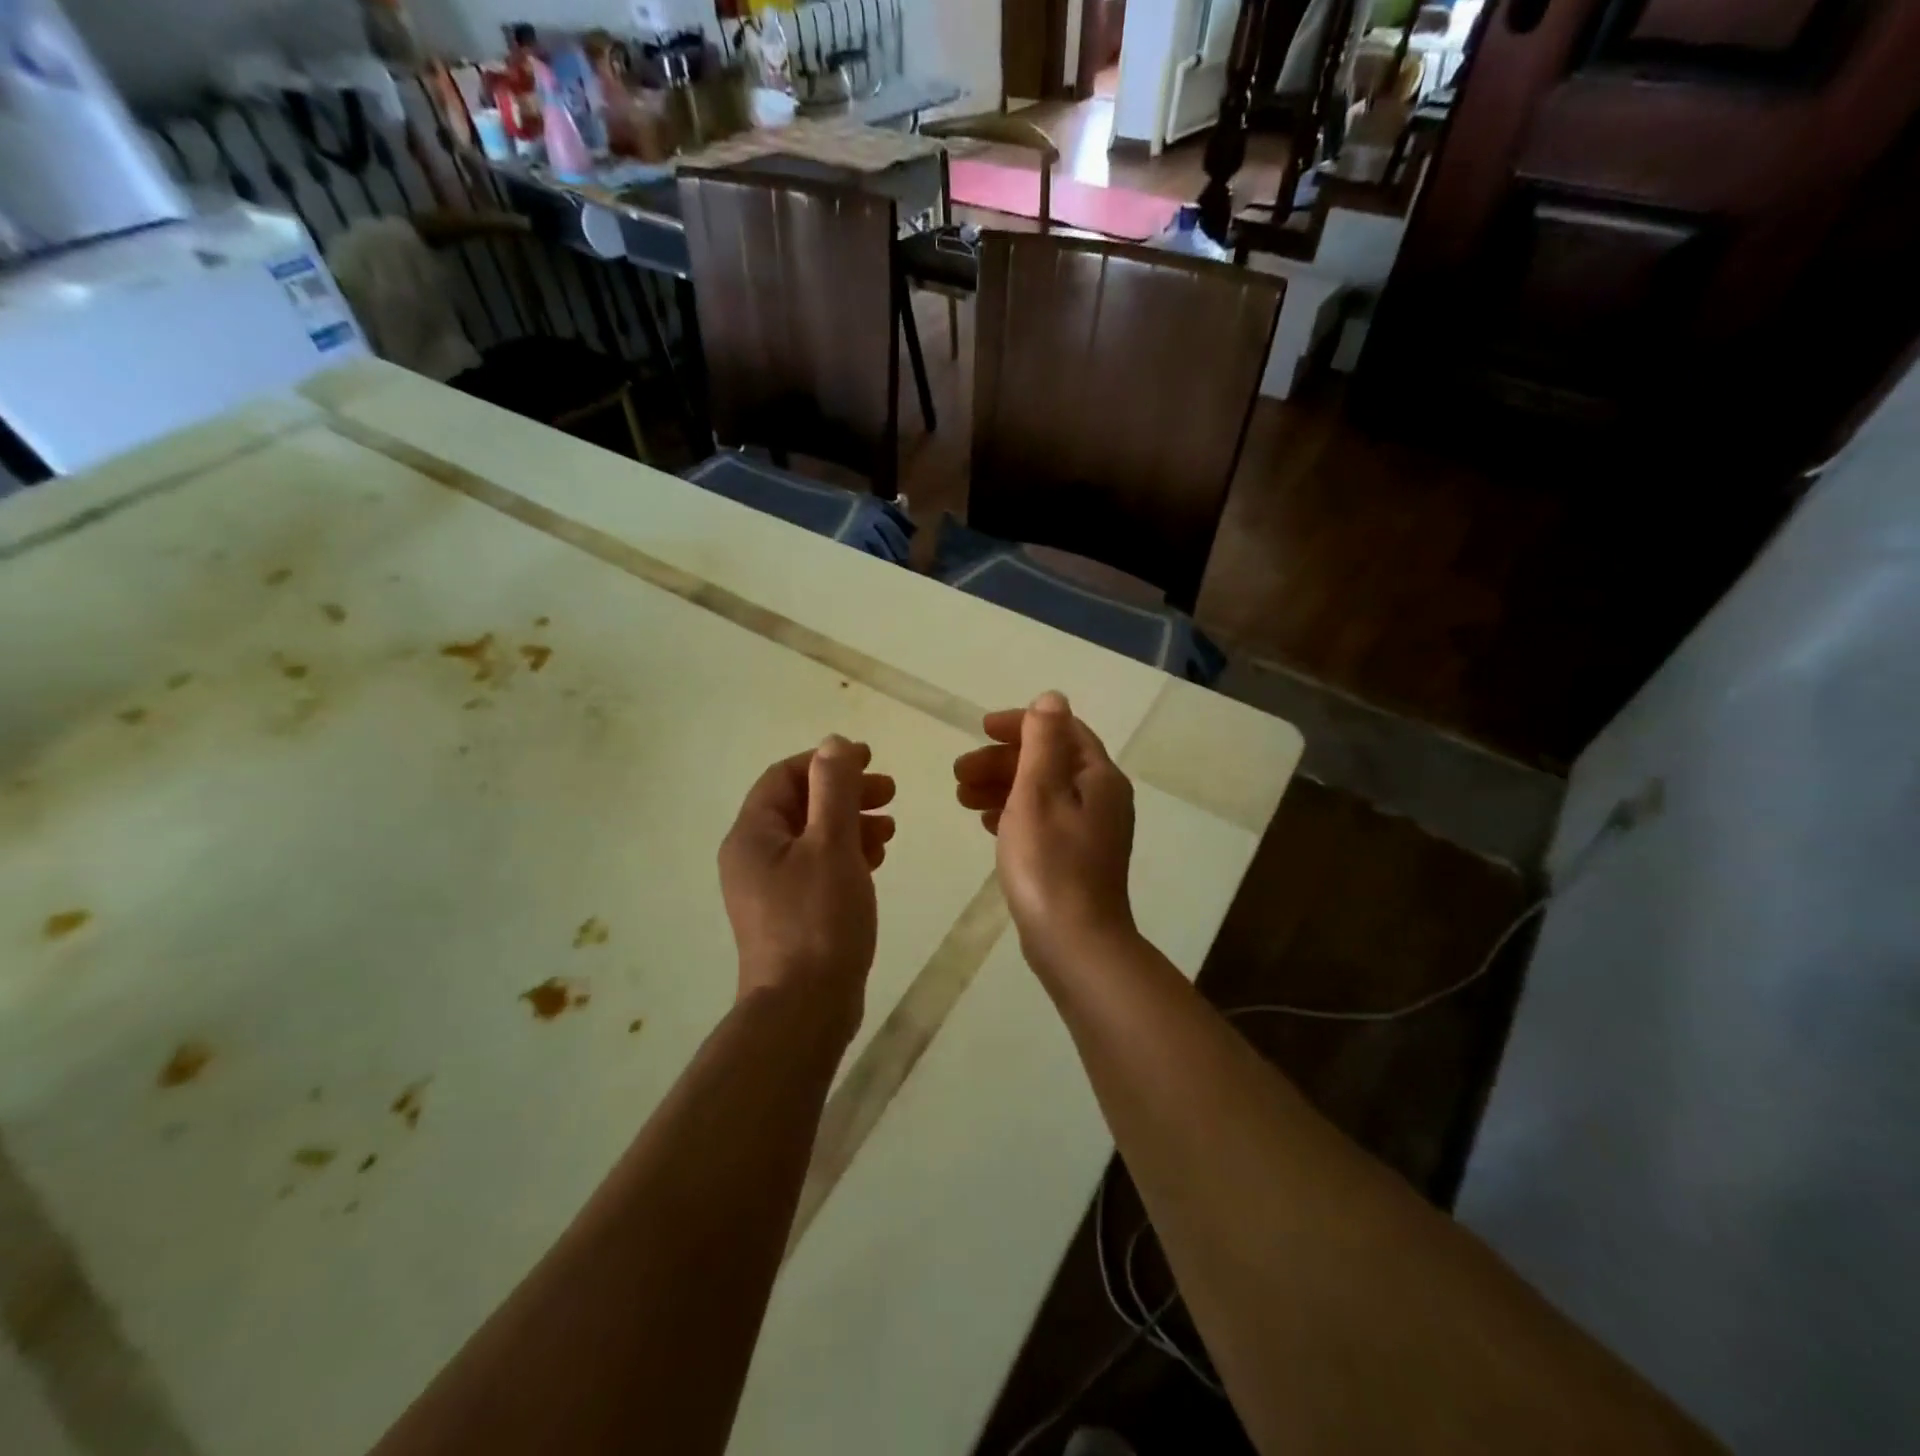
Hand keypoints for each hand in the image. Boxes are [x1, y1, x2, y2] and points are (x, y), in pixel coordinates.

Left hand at [719, 736, 895, 1034]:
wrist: (804, 1009)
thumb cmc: (818, 919)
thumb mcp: (831, 844)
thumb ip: (833, 789)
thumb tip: (833, 743)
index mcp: (752, 834)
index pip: (785, 777)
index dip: (827, 762)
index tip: (870, 759)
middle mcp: (753, 856)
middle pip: (800, 806)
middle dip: (845, 793)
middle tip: (889, 792)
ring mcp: (769, 888)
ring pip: (812, 838)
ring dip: (851, 824)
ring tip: (889, 830)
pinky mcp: (789, 913)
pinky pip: (817, 867)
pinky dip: (846, 855)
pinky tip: (876, 860)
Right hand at [952, 692, 1137, 976]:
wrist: (1075, 944)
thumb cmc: (1050, 864)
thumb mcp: (1039, 793)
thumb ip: (1043, 742)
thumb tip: (1051, 698)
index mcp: (1099, 777)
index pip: (1062, 731)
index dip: (1020, 725)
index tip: (980, 730)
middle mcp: (1102, 798)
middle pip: (1049, 761)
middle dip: (1002, 761)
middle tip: (958, 773)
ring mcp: (1091, 831)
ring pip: (1042, 792)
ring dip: (1002, 787)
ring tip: (961, 798)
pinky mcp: (1077, 858)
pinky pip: (1043, 820)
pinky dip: (1014, 813)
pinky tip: (986, 822)